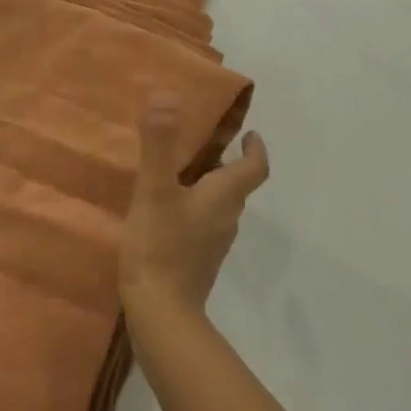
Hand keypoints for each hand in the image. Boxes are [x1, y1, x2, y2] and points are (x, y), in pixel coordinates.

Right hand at [119, 95, 269, 321]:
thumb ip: (159, 144)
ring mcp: (214, 244)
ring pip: (219, 206)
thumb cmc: (160, 246)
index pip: (255, 167)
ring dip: (207, 187)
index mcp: (224, 196)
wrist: (160, 314)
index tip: (248, 133)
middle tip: (200, 145)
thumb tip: (166, 96)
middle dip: (224, 163)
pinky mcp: (198, 262)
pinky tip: (166, 212)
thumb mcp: (155, 189)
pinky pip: (203, 225)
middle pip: (236, 185)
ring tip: (178, 174)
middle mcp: (227, 218)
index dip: (255, 148)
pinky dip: (193, 209)